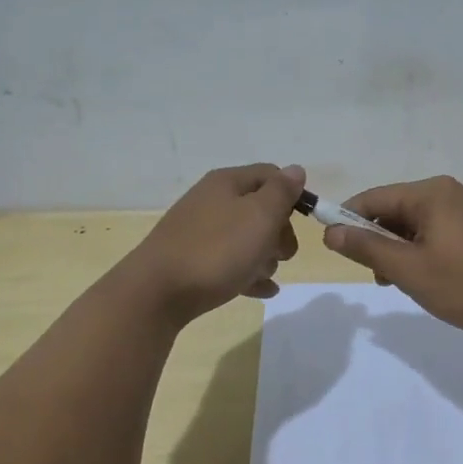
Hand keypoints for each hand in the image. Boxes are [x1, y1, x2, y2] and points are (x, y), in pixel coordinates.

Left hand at [121, 164, 304, 326]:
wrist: (157, 293)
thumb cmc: (217, 250)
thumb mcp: (260, 216)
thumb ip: (281, 192)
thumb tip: (295, 170)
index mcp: (227, 183)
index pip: (271, 174)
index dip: (292, 195)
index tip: (305, 223)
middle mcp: (211, 201)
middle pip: (259, 209)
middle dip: (280, 231)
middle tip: (284, 254)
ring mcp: (199, 232)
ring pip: (246, 238)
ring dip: (265, 256)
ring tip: (266, 276)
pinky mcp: (192, 261)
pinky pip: (230, 263)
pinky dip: (248, 274)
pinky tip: (262, 290)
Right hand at [322, 175, 462, 342]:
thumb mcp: (408, 269)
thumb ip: (367, 248)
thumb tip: (330, 231)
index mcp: (431, 193)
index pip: (374, 197)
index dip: (348, 219)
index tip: (333, 248)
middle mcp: (450, 192)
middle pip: (395, 209)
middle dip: (379, 240)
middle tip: (380, 277)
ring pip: (415, 224)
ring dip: (400, 250)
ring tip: (405, 283)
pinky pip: (437, 232)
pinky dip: (422, 252)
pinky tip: (428, 279)